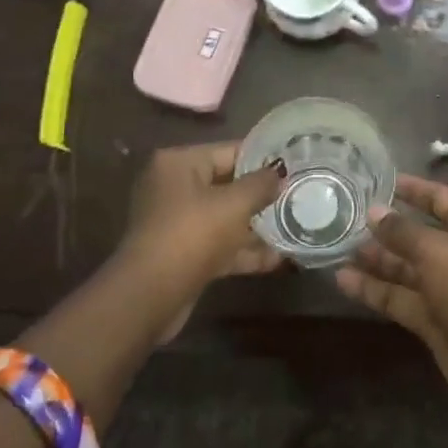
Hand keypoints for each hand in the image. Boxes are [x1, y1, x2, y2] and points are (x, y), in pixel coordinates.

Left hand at [119, 143, 284, 294]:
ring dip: (256, 226)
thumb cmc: (193, 234)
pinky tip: (277, 260)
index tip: (294, 167)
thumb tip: (280, 173)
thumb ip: (262, 184)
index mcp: (179, 163)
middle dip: (262, 195)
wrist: (150, 296)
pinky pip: (219, 244)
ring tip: (294, 227)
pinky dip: (243, 251)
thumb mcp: (234, 204)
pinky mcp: (182, 253)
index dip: (264, 159)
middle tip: (297, 196)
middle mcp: (174, 187)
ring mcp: (177, 222)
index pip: (229, 151)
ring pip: (224, 217)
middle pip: (228, 184)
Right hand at [335, 174, 447, 410]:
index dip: (412, 189)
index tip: (379, 181)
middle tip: (346, 218)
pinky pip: (398, 297)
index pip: (439, 198)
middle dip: (385, 228)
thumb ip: (402, 231)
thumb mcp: (437, 249)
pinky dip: (373, 289)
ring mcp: (444, 287)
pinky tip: (342, 279)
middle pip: (417, 234)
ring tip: (337, 247)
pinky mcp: (431, 318)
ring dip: (375, 259)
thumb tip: (374, 211)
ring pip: (404, 267)